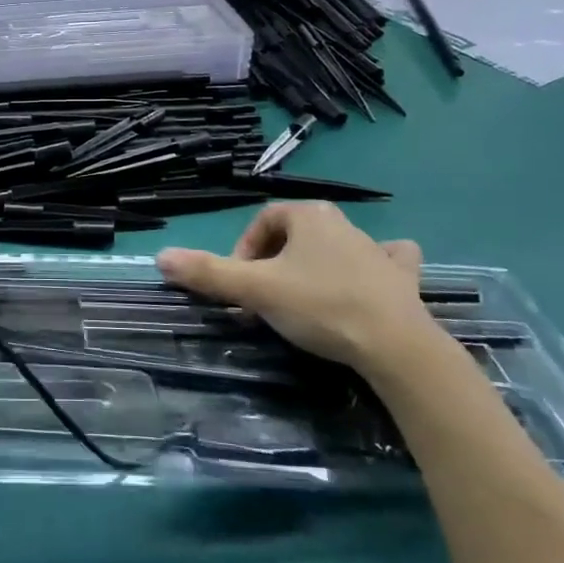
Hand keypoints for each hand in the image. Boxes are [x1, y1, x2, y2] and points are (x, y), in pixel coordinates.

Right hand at [155, 202, 441, 375]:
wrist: (396, 346)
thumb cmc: (320, 307)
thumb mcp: (255, 291)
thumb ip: (208, 273)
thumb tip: (161, 257)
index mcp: (309, 216)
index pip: (263, 220)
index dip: (243, 250)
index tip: (238, 284)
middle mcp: (343, 223)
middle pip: (295, 234)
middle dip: (273, 262)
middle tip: (263, 297)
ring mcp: (377, 251)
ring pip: (336, 245)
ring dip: (316, 263)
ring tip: (303, 296)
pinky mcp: (403, 279)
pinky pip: (387, 261)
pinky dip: (376, 266)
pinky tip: (372, 278)